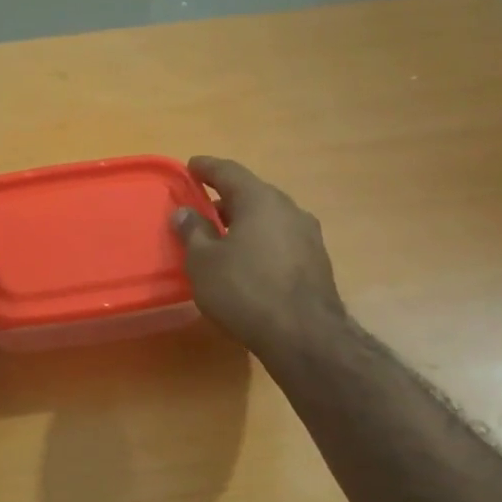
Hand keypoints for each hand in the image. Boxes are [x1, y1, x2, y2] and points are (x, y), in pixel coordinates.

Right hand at [171, 156, 342, 351]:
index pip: (229, 172)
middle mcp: (290, 210)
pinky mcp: (316, 263)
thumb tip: (184, 211)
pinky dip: (260, 243)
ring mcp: (308, 236)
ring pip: (269, 220)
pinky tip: (247, 262)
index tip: (191, 166)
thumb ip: (193, 232)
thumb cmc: (245, 290)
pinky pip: (280, 241)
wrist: (304, 335)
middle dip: (226, 199)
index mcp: (261, 200)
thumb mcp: (204, 261)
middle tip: (203, 206)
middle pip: (253, 195)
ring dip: (244, 223)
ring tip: (222, 237)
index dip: (207, 168)